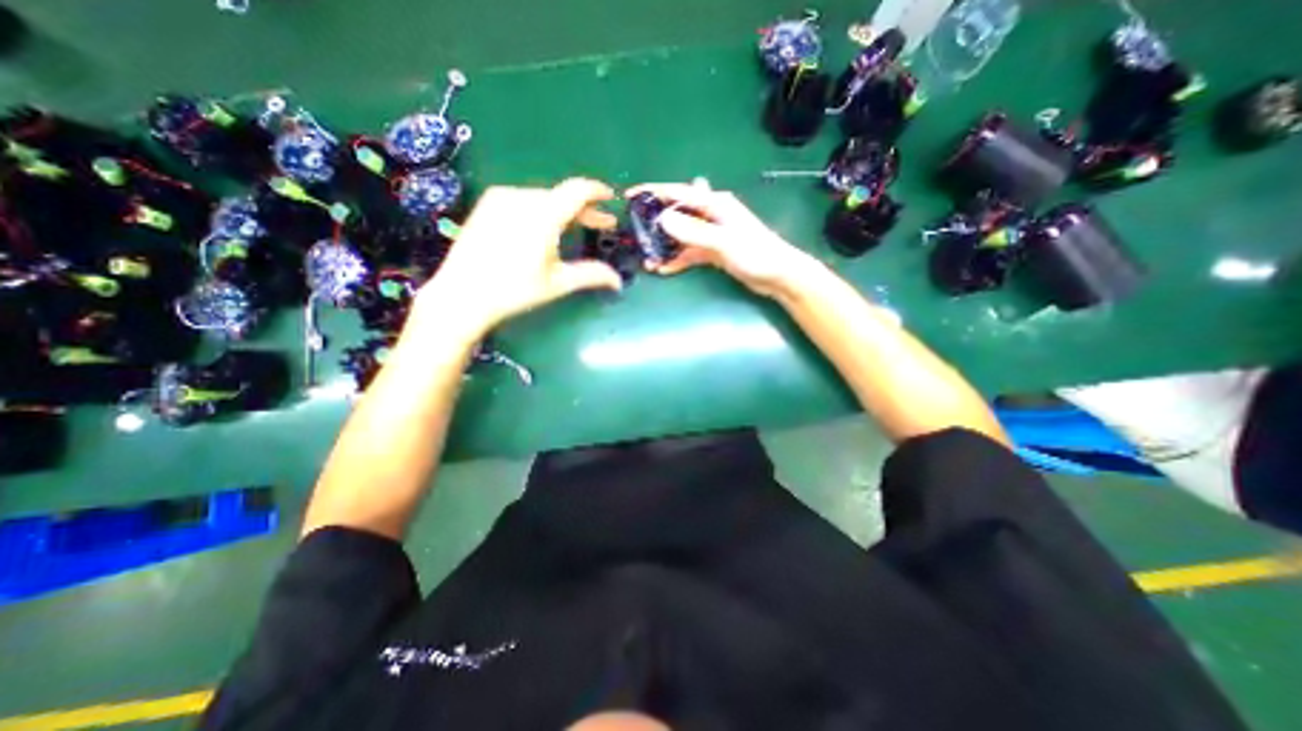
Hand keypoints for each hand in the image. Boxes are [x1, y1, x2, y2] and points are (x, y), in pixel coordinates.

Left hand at [414, 178, 621, 336]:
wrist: (462, 294)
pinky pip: (524, 201)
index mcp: (542, 214)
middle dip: (584, 210)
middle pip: (561, 196)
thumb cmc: (515, 290)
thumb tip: (618, 280)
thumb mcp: (558, 283)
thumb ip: (592, 275)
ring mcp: (501, 199)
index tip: (611, 198)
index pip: (577, 191)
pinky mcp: (487, 205)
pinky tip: (544, 229)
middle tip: (601, 225)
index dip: (597, 192)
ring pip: (543, 198)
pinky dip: (542, 210)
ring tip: (574, 230)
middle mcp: (522, 198)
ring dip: (564, 212)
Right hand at [627, 180, 815, 296]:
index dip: (653, 192)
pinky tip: (663, 269)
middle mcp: (711, 214)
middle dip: (655, 223)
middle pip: (677, 214)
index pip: (678, 193)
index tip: (630, 196)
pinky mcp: (713, 251)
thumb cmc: (755, 253)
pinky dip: (677, 260)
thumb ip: (694, 231)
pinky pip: (689, 252)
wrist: (778, 275)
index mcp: (714, 203)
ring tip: (646, 259)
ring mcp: (712, 234)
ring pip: (681, 235)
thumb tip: (662, 219)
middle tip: (635, 235)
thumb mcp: (723, 241)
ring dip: (665, 246)